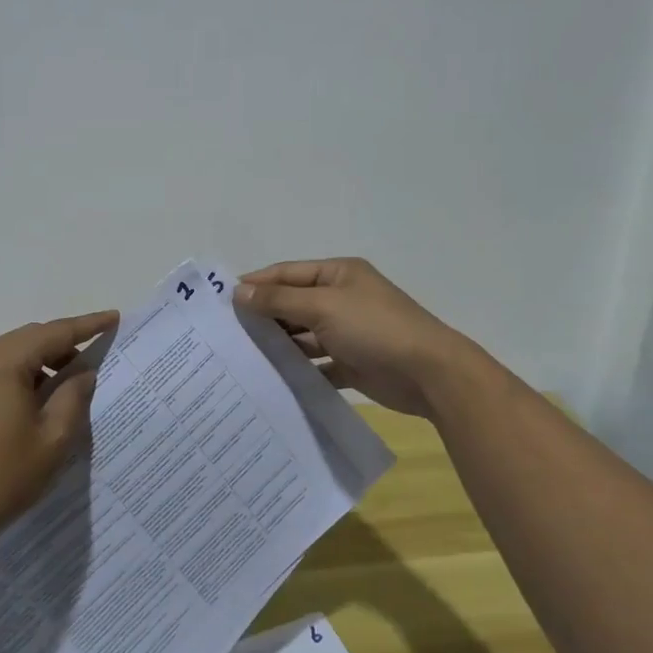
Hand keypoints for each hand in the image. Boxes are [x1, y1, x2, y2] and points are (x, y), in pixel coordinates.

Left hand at [0, 310, 117, 546]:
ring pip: (10, 356)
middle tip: (94, 359)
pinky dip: (18, 378)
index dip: (87, 325)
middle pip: (29, 339)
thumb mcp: (52, 439)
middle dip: (63, 345)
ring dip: (40, 364)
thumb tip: (83, 372)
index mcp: (2, 362)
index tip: (114, 318)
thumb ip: (73, 397)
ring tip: (66, 386)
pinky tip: (32, 404)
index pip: (54, 332)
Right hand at [237, 258, 476, 417]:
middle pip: (294, 304)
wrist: (429, 374)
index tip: (223, 300)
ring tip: (243, 358)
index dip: (257, 283)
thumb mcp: (323, 306)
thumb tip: (240, 291)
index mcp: (338, 275)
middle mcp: (342, 299)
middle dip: (265, 316)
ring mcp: (348, 332)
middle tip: (228, 334)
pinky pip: (318, 364)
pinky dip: (299, 370)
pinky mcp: (353, 363)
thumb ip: (280, 299)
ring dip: (280, 344)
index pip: (288, 273)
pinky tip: (273, 380)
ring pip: (304, 336)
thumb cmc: (375, 328)